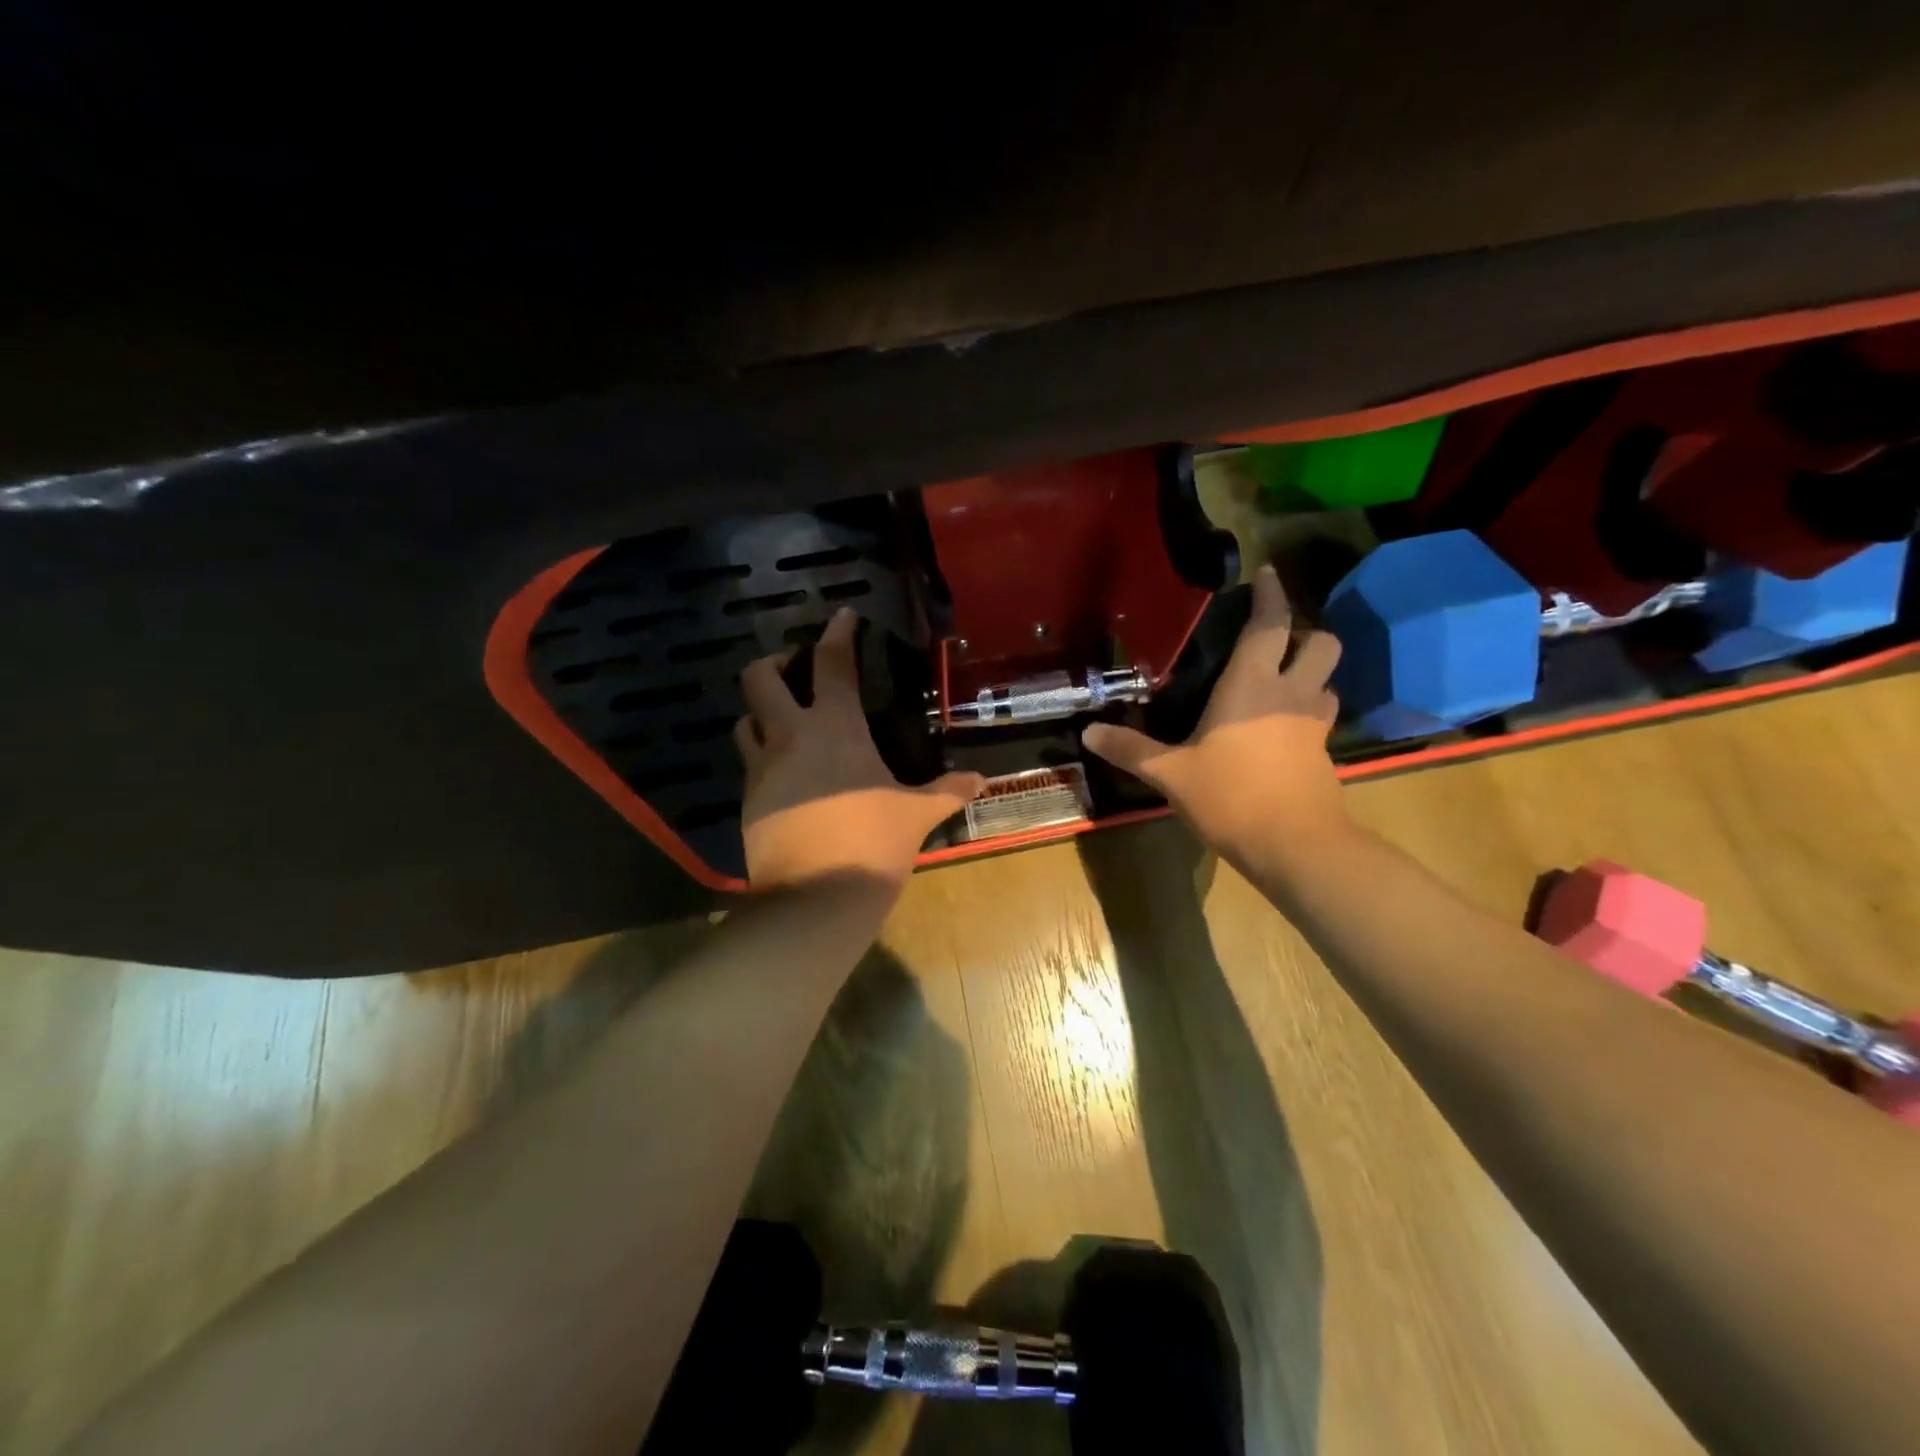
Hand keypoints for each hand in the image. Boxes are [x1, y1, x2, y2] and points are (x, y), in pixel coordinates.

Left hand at [735, 610, 984, 890]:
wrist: (815, 899)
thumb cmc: (872, 843)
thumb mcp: (916, 815)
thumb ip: (947, 791)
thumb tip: (981, 779)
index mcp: (834, 728)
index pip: (831, 664)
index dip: (836, 634)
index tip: (842, 616)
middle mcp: (790, 738)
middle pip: (759, 679)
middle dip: (773, 663)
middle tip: (794, 669)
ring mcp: (762, 770)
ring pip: (744, 722)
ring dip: (761, 714)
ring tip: (785, 722)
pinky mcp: (748, 803)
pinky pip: (751, 767)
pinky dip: (765, 759)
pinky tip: (789, 777)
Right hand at [1082, 565, 1349, 863]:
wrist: (1294, 844)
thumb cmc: (1229, 797)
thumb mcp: (1170, 774)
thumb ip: (1130, 750)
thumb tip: (1088, 733)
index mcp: (1251, 685)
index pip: (1269, 625)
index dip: (1271, 595)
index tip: (1267, 573)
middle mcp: (1290, 694)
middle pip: (1321, 642)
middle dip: (1305, 632)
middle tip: (1275, 641)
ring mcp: (1314, 723)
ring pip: (1328, 679)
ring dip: (1311, 672)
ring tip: (1281, 682)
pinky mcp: (1324, 752)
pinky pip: (1322, 715)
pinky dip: (1308, 710)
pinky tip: (1283, 728)